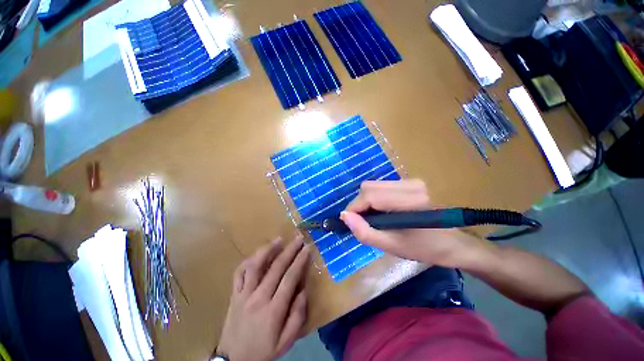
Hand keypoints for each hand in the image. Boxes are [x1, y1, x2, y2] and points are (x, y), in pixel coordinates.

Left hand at [216, 236, 310, 360]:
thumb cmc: (263, 350)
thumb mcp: (286, 342)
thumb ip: (297, 317)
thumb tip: (303, 291)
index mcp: (273, 310)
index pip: (289, 279)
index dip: (299, 261)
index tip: (307, 249)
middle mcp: (258, 298)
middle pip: (276, 267)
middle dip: (289, 250)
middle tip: (298, 238)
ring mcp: (243, 294)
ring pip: (255, 266)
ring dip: (267, 249)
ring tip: (278, 239)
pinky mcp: (234, 294)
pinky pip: (239, 273)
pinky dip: (248, 260)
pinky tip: (257, 254)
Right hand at [340, 179, 484, 267]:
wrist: (453, 243)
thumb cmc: (424, 248)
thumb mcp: (391, 246)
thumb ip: (364, 232)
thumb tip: (344, 216)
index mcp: (410, 202)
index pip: (369, 195)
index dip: (354, 207)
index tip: (349, 221)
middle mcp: (411, 185)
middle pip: (369, 187)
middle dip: (359, 204)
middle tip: (362, 221)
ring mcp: (412, 181)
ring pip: (374, 185)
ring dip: (367, 201)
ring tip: (373, 217)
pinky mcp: (411, 182)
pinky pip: (382, 186)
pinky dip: (375, 198)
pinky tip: (382, 211)